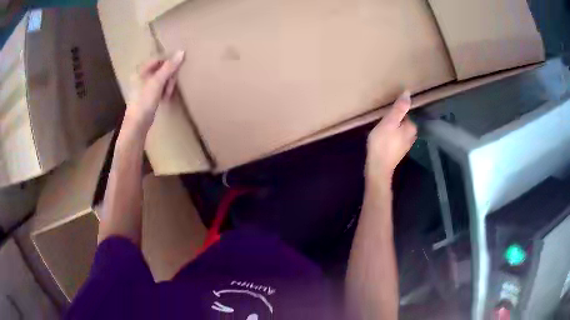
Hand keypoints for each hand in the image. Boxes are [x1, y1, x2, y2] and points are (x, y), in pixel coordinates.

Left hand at [125, 51, 185, 128]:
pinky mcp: (148, 96)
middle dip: (169, 76)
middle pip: (161, 68)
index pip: (159, 59)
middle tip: (171, 87)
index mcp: (140, 70)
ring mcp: (144, 86)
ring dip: (168, 84)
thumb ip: (169, 67)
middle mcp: (141, 75)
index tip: (176, 71)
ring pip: (162, 79)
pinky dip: (164, 91)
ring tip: (168, 94)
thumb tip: (182, 51)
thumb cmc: (144, 101)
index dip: (169, 63)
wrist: (137, 125)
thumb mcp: (157, 82)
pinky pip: (160, 88)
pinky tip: (166, 98)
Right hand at [366, 91, 416, 182]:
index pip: (404, 113)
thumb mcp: (389, 122)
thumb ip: (399, 108)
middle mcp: (412, 136)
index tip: (384, 117)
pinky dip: (389, 138)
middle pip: (402, 122)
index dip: (393, 113)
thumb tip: (408, 93)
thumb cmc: (382, 143)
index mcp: (412, 127)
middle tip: (380, 123)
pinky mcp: (399, 152)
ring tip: (379, 131)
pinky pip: (395, 139)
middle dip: (392, 121)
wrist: (378, 168)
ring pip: (398, 131)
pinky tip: (381, 140)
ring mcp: (406, 145)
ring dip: (390, 129)